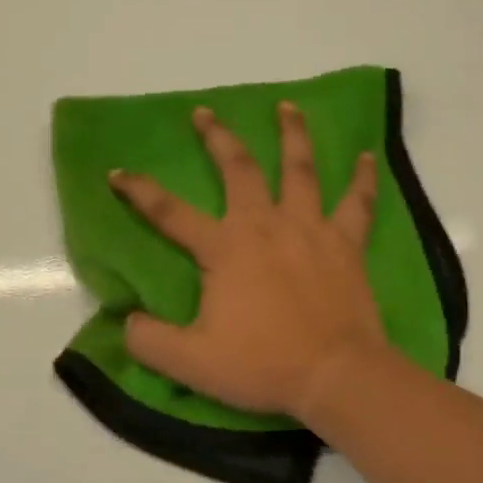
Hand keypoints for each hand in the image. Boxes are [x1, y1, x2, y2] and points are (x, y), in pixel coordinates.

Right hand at [108, 101, 387, 417]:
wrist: (337, 375)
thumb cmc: (263, 365)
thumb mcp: (190, 362)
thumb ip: (149, 340)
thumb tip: (125, 321)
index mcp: (225, 248)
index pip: (169, 212)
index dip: (139, 191)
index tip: (116, 173)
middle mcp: (265, 224)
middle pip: (239, 169)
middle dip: (218, 137)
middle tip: (204, 113)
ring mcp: (310, 228)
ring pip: (300, 169)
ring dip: (292, 134)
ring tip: (286, 106)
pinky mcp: (346, 243)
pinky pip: (357, 202)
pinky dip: (363, 177)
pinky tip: (365, 155)